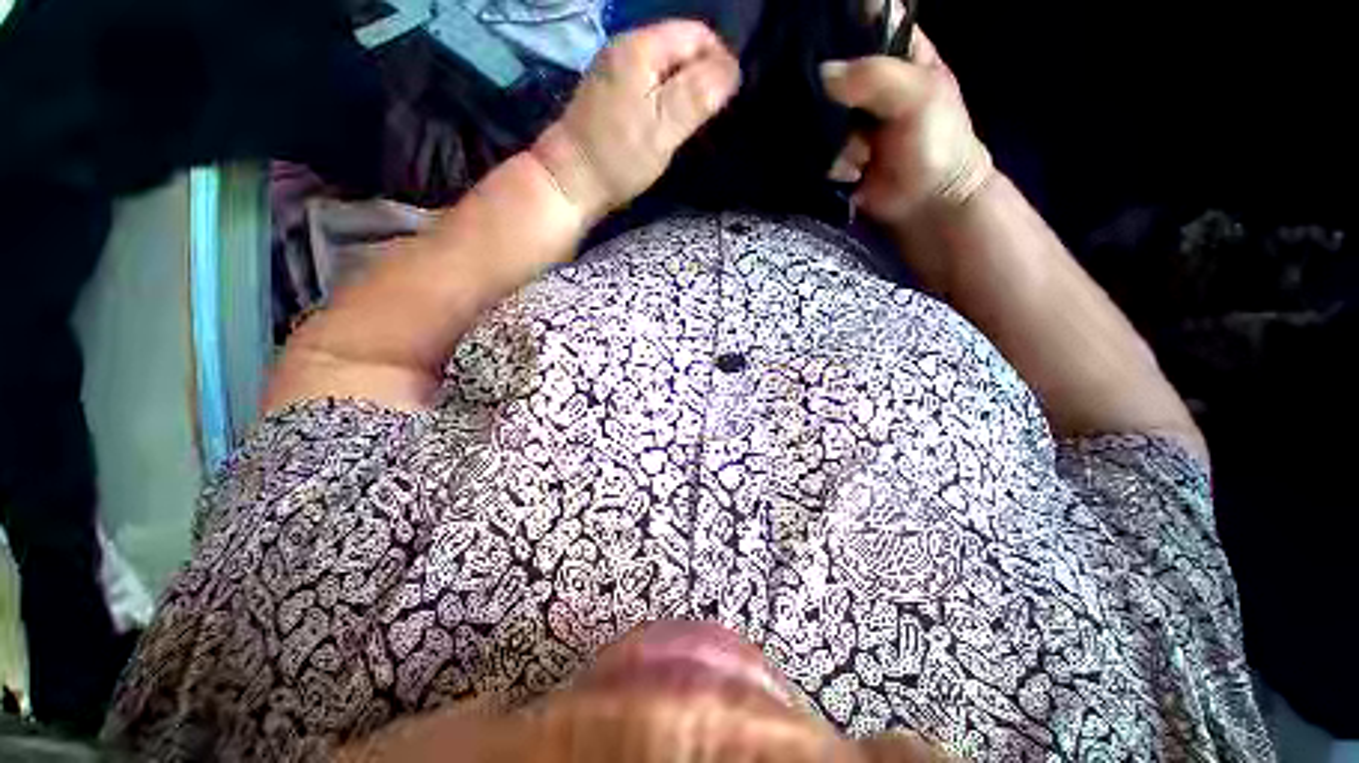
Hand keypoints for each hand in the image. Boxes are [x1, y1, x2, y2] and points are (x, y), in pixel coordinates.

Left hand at [532, 21, 740, 222]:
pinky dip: (667, 98)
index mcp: (641, 47)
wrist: (572, 180)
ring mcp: (615, 69)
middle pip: (681, 47)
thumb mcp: (664, 126)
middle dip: (703, 77)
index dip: (720, 61)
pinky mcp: (610, 92)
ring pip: (666, 67)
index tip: (727, 100)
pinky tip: (669, 123)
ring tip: (694, 123)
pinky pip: (651, 82)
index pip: (697, 34)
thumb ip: (698, 94)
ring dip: (686, 90)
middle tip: (712, 116)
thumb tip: (732, 69)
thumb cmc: (620, 156)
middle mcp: (626, 47)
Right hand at [821, 31, 993, 226]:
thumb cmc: (937, 143)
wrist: (927, 204)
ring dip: (825, 131)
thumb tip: (821, 75)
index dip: (837, 20)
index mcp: (895, 51)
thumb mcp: (918, 96)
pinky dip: (823, 159)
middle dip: (818, 81)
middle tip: (824, 103)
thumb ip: (874, 77)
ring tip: (857, 151)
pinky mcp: (833, 151)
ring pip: (815, 109)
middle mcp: (866, 81)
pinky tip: (849, 170)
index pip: (860, 20)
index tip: (810, 31)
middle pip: (829, 64)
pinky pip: (812, 146)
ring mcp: (847, 119)